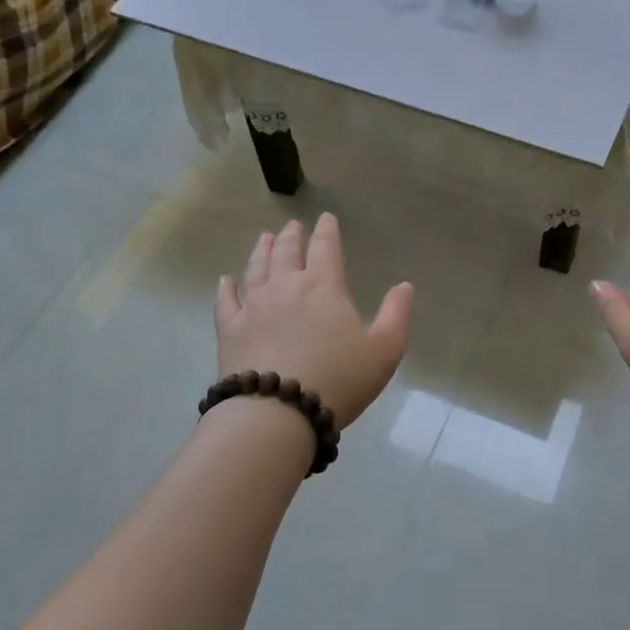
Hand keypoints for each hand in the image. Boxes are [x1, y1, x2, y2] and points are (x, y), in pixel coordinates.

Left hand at [215, 213, 412, 429]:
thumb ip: (396, 315)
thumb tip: (404, 286)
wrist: (277, 412)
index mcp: (324, 286)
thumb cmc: (338, 379)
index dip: (327, 230)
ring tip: (265, 238)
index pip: (326, 247)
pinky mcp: (229, 330)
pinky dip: (226, 287)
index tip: (326, 218)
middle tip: (292, 226)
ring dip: (262, 250)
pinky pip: (225, 301)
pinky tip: (226, 280)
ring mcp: (253, 306)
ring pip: (256, 268)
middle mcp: (285, 286)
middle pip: (287, 252)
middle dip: (292, 236)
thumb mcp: (384, 350)